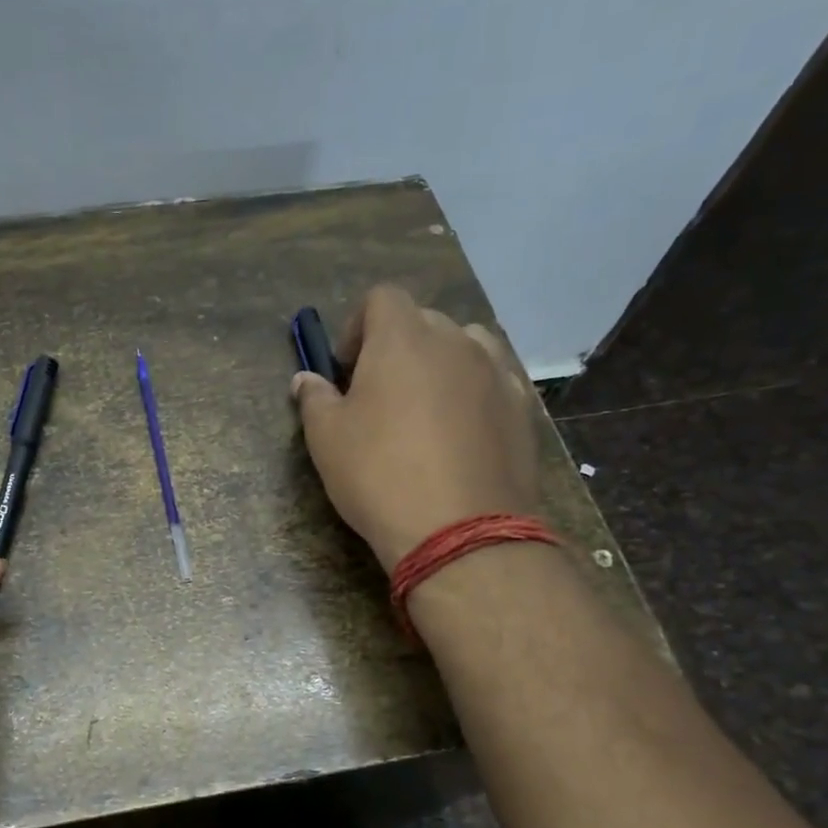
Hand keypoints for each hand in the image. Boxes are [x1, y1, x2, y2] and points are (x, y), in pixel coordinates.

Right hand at [292, 285, 540, 570]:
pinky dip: (474, 391)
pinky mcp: (523, 407)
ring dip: (441, 363)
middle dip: (397, 346)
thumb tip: (305, 379)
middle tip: (378, 393)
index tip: (346, 368)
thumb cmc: (378, 475)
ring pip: (466, 345)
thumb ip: (314, 398)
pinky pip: (494, 380)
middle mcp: (456, 341)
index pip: (382, 298)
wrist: (459, 530)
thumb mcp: (326, 438)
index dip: (358, 325)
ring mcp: (496, 372)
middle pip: (423, 321)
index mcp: (403, 338)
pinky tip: (462, 431)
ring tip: (426, 407)